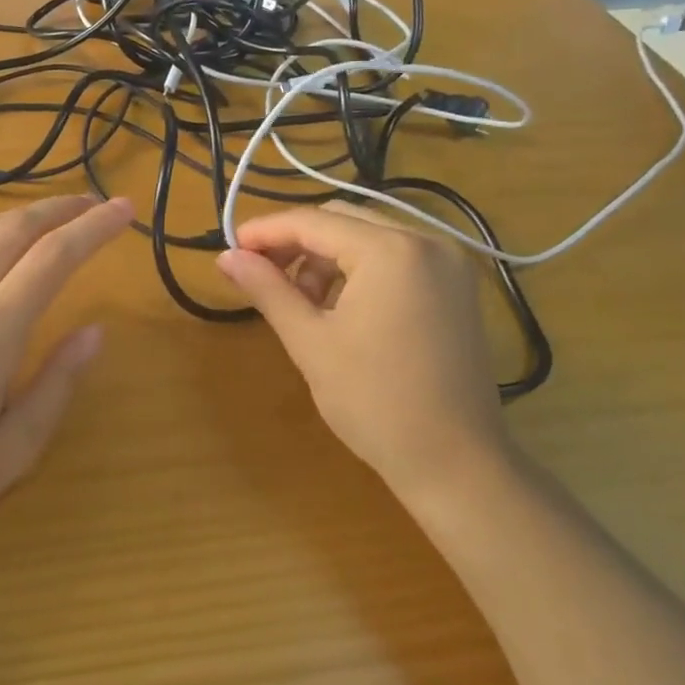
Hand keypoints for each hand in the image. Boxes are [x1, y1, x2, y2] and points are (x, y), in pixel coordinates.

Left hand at [0, 195, 135, 559]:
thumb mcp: (10, 452)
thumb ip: (56, 385)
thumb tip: (94, 331)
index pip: (53, 259)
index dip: (94, 228)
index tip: (125, 209)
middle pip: (14, 230)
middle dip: (60, 209)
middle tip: (95, 202)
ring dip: (18, 217)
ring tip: (50, 219)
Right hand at [216, 202, 506, 501]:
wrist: (456, 464)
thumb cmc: (374, 402)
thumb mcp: (310, 342)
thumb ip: (267, 289)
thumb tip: (225, 257)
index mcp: (390, 250)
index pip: (313, 222)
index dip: (266, 232)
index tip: (230, 249)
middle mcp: (427, 240)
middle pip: (343, 220)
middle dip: (297, 242)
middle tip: (262, 274)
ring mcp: (450, 263)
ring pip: (370, 236)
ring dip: (328, 256)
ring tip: (303, 301)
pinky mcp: (458, 286)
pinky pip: (397, 257)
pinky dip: (361, 269)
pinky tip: (342, 306)